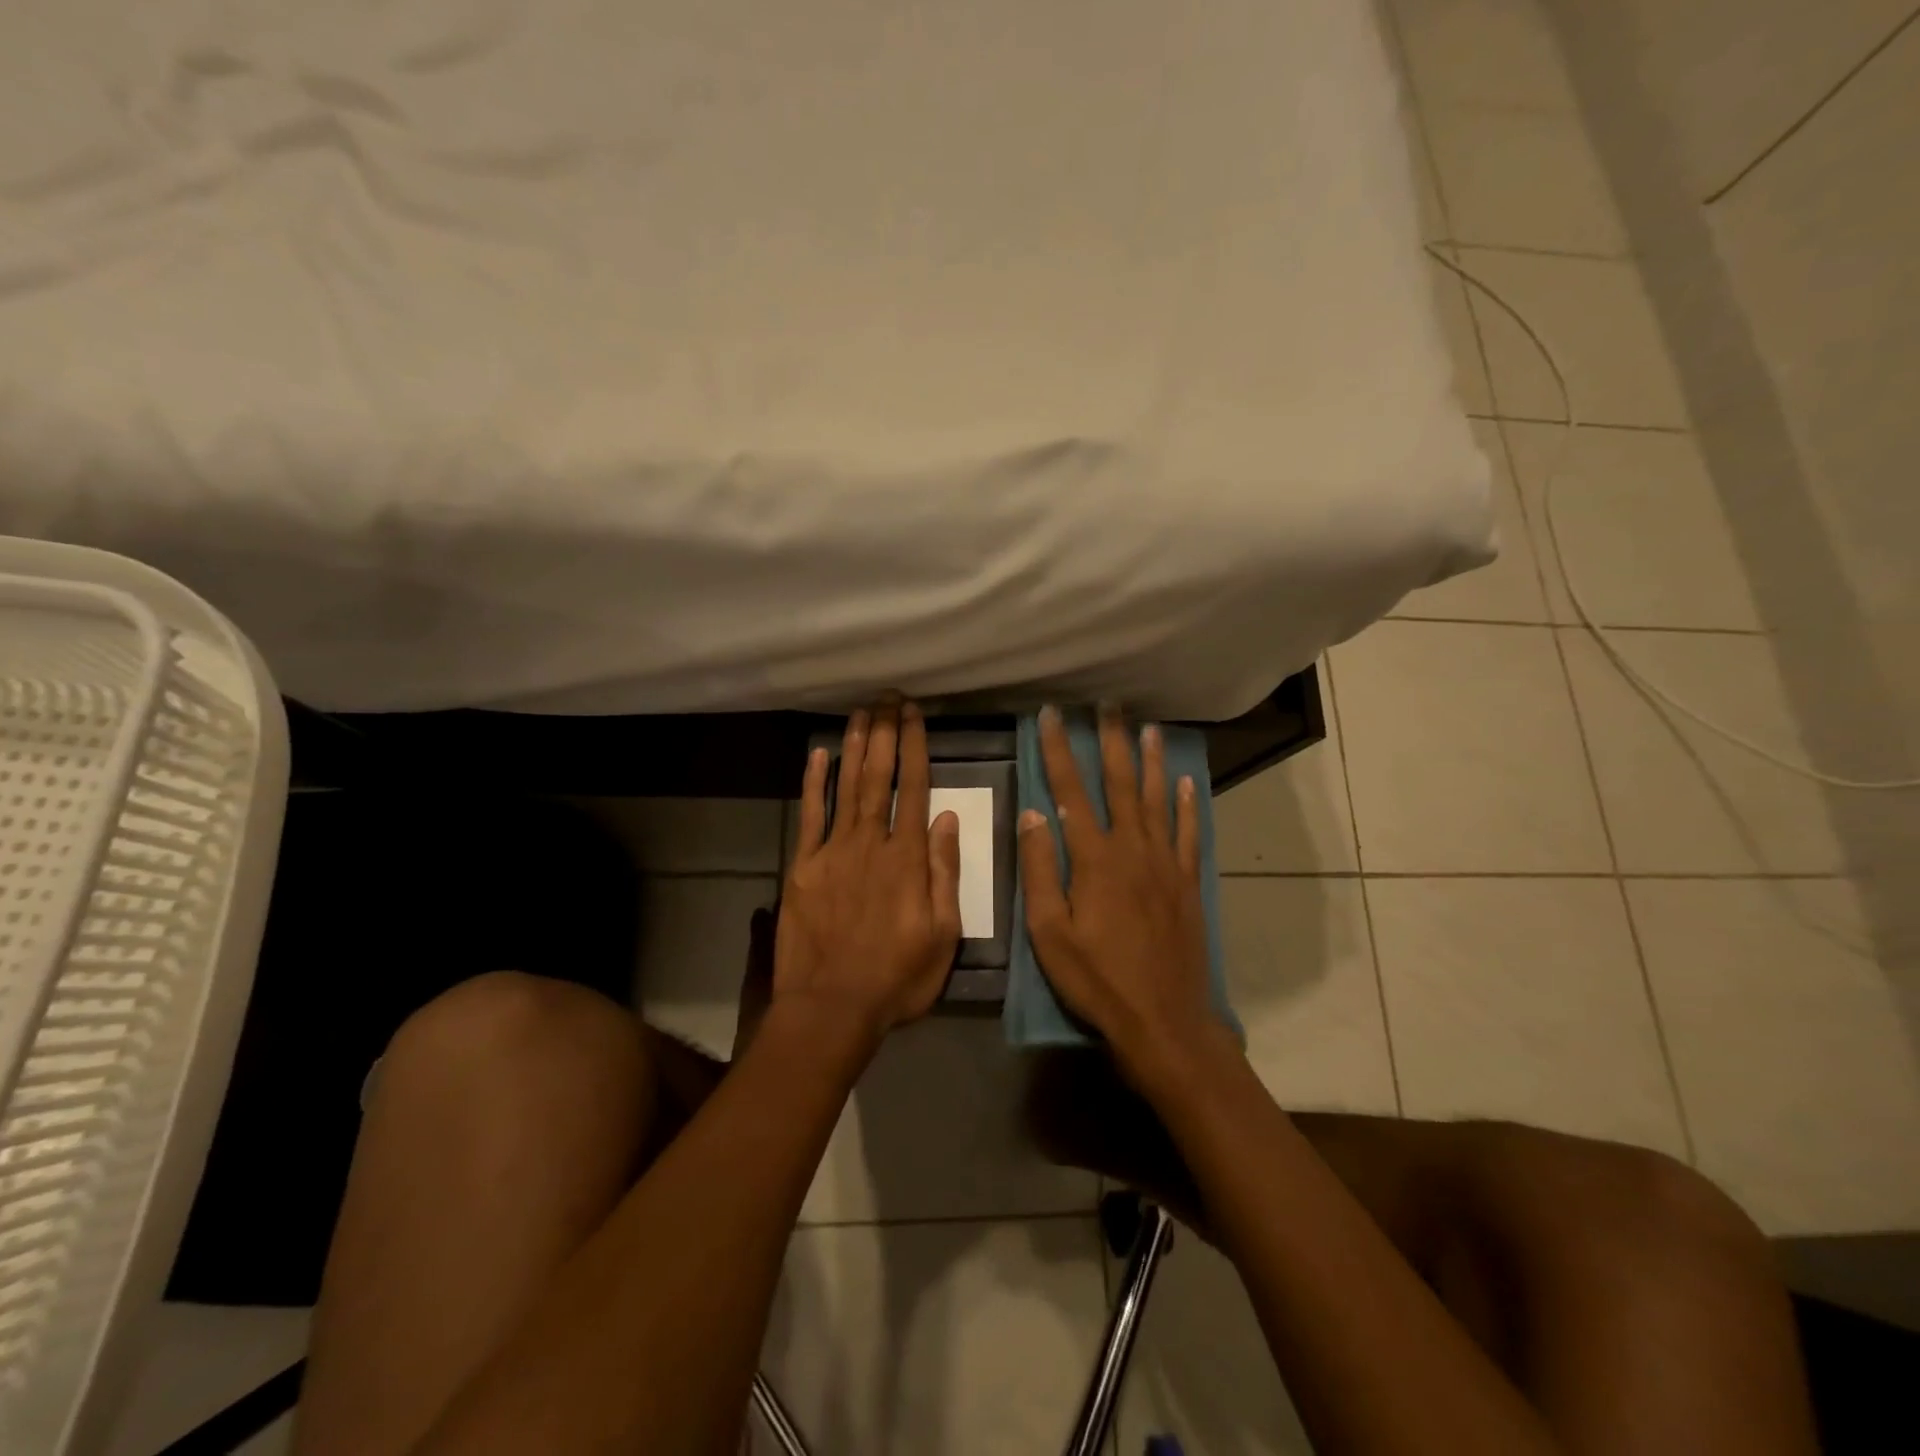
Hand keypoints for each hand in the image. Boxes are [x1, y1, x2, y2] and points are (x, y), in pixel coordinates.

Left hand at [775, 699, 962, 1043]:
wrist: (831, 1008)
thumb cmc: (897, 977)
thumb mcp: (943, 934)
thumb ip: (945, 873)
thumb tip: (948, 819)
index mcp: (907, 858)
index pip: (914, 788)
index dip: (914, 747)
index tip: (914, 714)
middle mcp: (870, 843)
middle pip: (879, 777)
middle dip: (884, 733)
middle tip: (887, 697)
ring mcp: (833, 852)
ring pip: (846, 787)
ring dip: (854, 747)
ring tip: (861, 712)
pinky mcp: (803, 867)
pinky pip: (810, 816)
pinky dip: (814, 783)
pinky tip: (817, 755)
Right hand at [1018, 705, 1227, 1086]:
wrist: (1163, 1020)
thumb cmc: (1096, 979)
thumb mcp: (1049, 932)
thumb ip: (1040, 870)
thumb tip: (1033, 813)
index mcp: (1094, 859)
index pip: (1070, 792)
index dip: (1059, 750)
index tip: (1051, 715)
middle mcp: (1133, 849)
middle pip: (1121, 784)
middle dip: (1112, 741)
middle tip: (1108, 704)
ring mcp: (1166, 865)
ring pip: (1158, 800)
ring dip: (1151, 762)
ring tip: (1148, 728)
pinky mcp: (1187, 884)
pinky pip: (1189, 834)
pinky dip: (1188, 806)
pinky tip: (1186, 783)